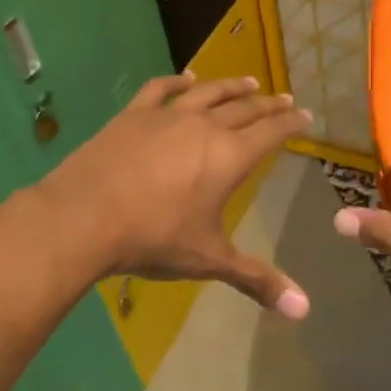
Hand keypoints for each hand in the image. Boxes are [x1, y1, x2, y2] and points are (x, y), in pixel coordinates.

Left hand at [37, 74, 313, 318]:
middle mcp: (204, 127)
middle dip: (268, 104)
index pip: (271, 132)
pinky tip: (185, 79)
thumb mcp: (209, 260)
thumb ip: (257, 280)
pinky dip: (176, 81)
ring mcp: (166, 116)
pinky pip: (160, 89)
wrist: (85, 217)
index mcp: (229, 157)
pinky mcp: (133, 115)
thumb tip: (305, 310)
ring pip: (208, 93)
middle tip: (285, 99)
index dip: (291, 123)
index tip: (305, 114)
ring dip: (231, 86)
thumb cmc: (154, 238)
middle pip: (244, 108)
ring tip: (248, 81)